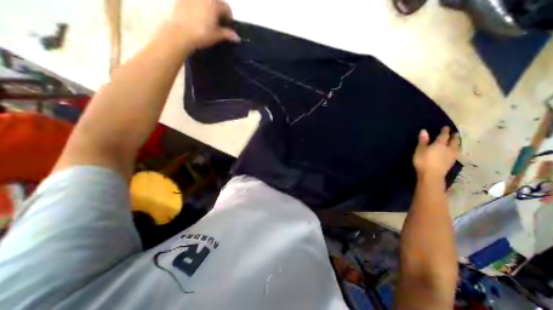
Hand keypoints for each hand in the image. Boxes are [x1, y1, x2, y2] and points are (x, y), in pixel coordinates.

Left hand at [166, 0, 239, 49]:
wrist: (181, 33)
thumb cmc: (202, 34)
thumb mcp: (217, 36)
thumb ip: (228, 34)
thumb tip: (237, 37)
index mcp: (214, 4)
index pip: (227, 8)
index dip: (229, 18)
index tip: (228, 26)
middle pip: (216, 2)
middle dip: (219, 12)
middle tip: (218, 24)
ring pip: (205, 1)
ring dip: (209, 9)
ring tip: (207, 20)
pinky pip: (195, 1)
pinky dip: (198, 7)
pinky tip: (197, 17)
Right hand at [412, 126, 460, 178]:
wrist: (431, 175)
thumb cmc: (423, 161)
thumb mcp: (419, 150)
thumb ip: (423, 141)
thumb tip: (424, 130)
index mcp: (440, 144)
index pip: (444, 136)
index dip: (445, 131)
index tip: (446, 127)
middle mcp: (449, 148)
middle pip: (454, 141)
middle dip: (454, 137)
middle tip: (455, 133)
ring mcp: (452, 156)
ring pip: (457, 147)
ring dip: (458, 143)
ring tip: (457, 141)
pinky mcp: (452, 162)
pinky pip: (457, 153)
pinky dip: (457, 150)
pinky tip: (455, 151)